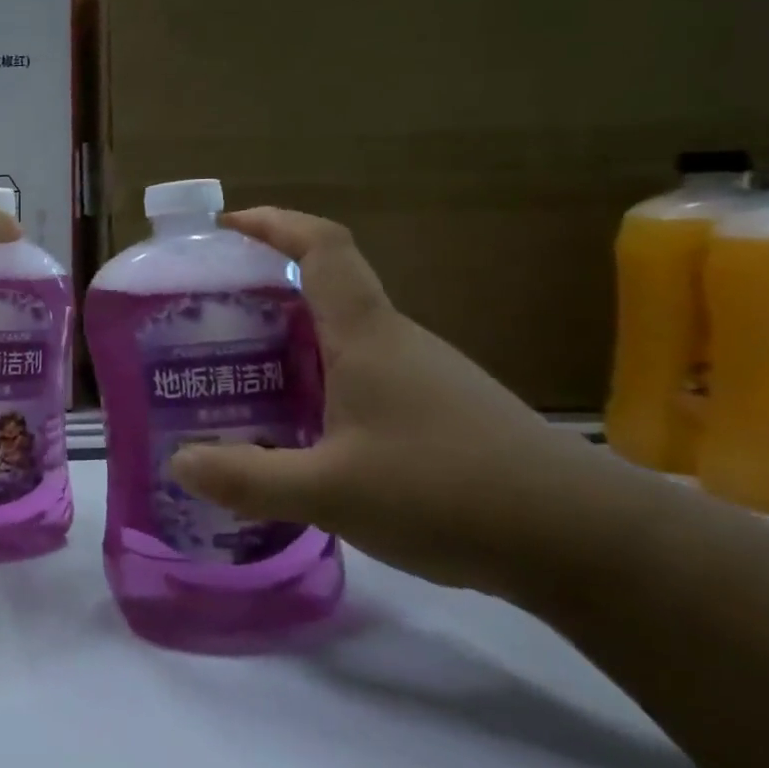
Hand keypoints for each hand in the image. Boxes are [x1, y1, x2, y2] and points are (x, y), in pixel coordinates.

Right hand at [169, 208, 642, 598]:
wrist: (590, 543)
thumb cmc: (450, 492)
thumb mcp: (331, 492)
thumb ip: (249, 478)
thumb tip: (178, 463)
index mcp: (366, 335)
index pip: (323, 247)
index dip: (274, 224)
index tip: (225, 228)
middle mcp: (395, 341)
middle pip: (325, 288)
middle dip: (263, 290)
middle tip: (208, 321)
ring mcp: (424, 376)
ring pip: (344, 336)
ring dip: (290, 341)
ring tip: (240, 376)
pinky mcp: (441, 412)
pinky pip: (362, 374)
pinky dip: (320, 380)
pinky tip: (302, 429)